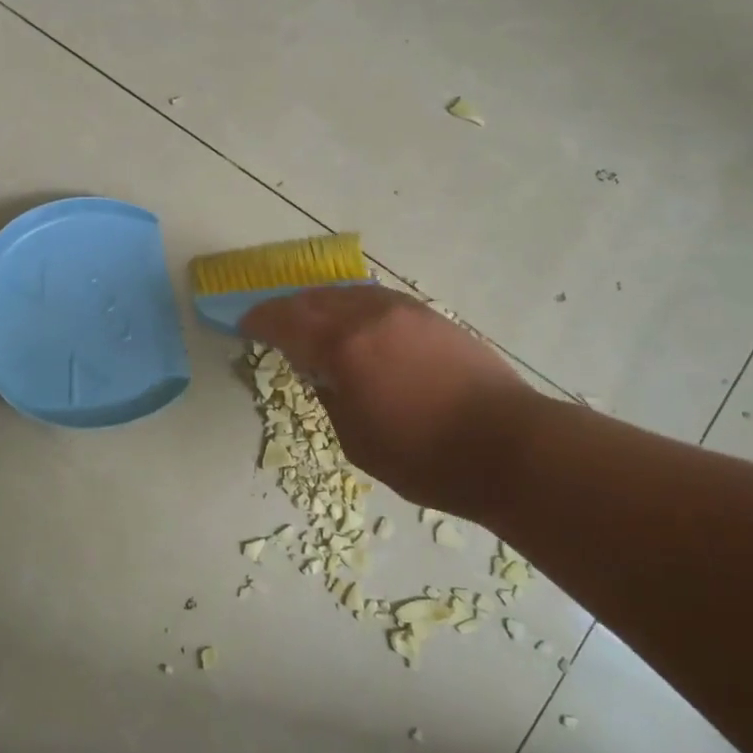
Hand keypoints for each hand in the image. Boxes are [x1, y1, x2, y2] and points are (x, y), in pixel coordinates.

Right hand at [240, 285, 535, 515]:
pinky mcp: (432, 317)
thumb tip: (322, 372)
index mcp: (344, 347)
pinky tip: (356, 324)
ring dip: (322, 304)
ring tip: (312, 321)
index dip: (260, 321)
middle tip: (272, 323)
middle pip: (315, 299)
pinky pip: (378, 300)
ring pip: (349, 294)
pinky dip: (354, 306)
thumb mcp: (357, 440)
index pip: (287, 321)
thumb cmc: (425, 457)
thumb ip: (330, 396)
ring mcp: (405, 311)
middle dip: (288, 309)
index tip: (244, 325)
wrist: (508, 446)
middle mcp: (370, 316)